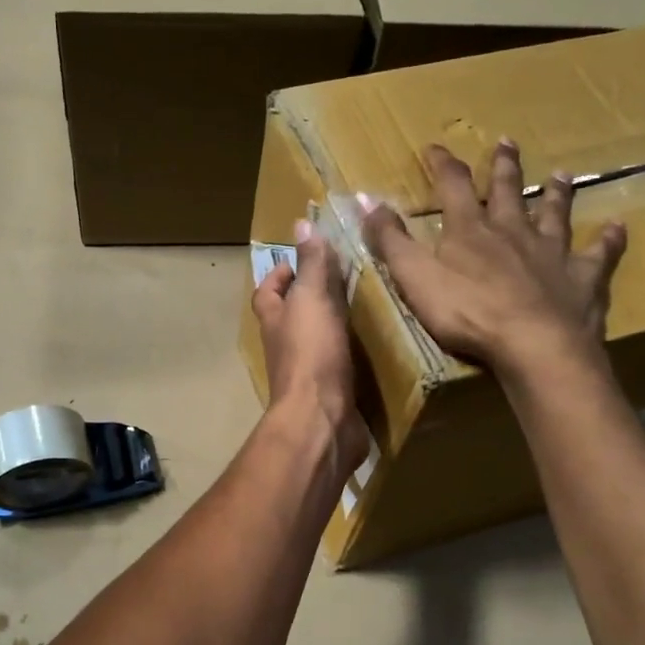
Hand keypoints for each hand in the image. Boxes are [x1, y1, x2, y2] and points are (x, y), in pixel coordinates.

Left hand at [251, 223, 366, 473]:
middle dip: (312, 299)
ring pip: (317, 342)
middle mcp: (285, 347)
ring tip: (368, 308)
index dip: (279, 275)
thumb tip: (301, 223)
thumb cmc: (312, 355)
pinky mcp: (331, 395)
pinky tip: (377, 347)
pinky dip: (353, 356)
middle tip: (346, 281)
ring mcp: (307, 374)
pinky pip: (340, 368)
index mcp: (275, 322)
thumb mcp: (312, 300)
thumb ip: (311, 265)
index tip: (303, 261)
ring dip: (335, 328)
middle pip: (291, 317)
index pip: (267, 292)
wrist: (322, 421)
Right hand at [362, 140, 625, 380]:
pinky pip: (599, 255)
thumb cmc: (466, 312)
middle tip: (507, 142)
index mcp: (470, 231)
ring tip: (561, 175)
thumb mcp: (414, 277)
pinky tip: (618, 227)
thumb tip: (367, 199)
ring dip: (556, 194)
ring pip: (554, 215)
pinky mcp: (582, 279)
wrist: (533, 344)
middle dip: (503, 167)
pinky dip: (609, 240)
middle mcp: (513, 231)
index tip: (434, 147)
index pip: (451, 186)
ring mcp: (552, 253)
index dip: (441, 165)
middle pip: (507, 191)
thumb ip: (390, 240)